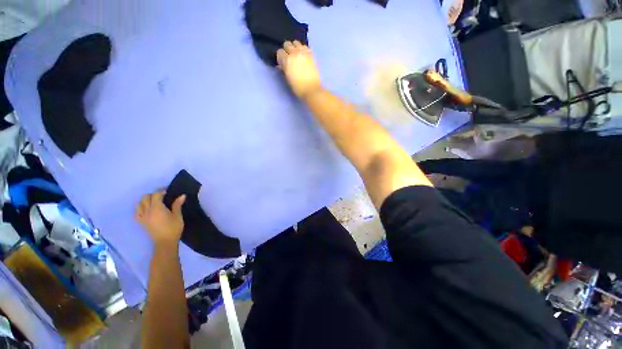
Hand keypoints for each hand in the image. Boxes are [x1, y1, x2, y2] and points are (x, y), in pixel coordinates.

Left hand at [136, 191, 185, 245]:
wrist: (165, 242)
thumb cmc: (173, 228)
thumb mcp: (178, 216)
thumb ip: (177, 205)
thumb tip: (182, 195)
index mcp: (157, 208)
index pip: (156, 195)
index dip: (161, 191)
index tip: (168, 192)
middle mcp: (147, 211)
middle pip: (145, 197)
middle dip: (153, 195)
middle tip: (162, 196)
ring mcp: (142, 216)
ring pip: (139, 204)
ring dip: (145, 200)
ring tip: (154, 202)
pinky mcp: (141, 222)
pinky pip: (136, 212)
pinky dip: (140, 208)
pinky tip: (146, 210)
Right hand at [276, 40, 321, 98]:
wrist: (312, 90)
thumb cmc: (298, 87)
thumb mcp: (288, 79)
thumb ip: (283, 69)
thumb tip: (280, 65)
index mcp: (287, 60)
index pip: (279, 52)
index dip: (280, 57)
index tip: (282, 63)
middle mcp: (295, 53)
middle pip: (287, 44)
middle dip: (286, 50)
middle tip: (289, 58)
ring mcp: (303, 52)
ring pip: (296, 42)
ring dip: (294, 47)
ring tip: (296, 55)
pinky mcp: (311, 54)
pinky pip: (304, 46)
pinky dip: (302, 49)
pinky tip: (303, 55)